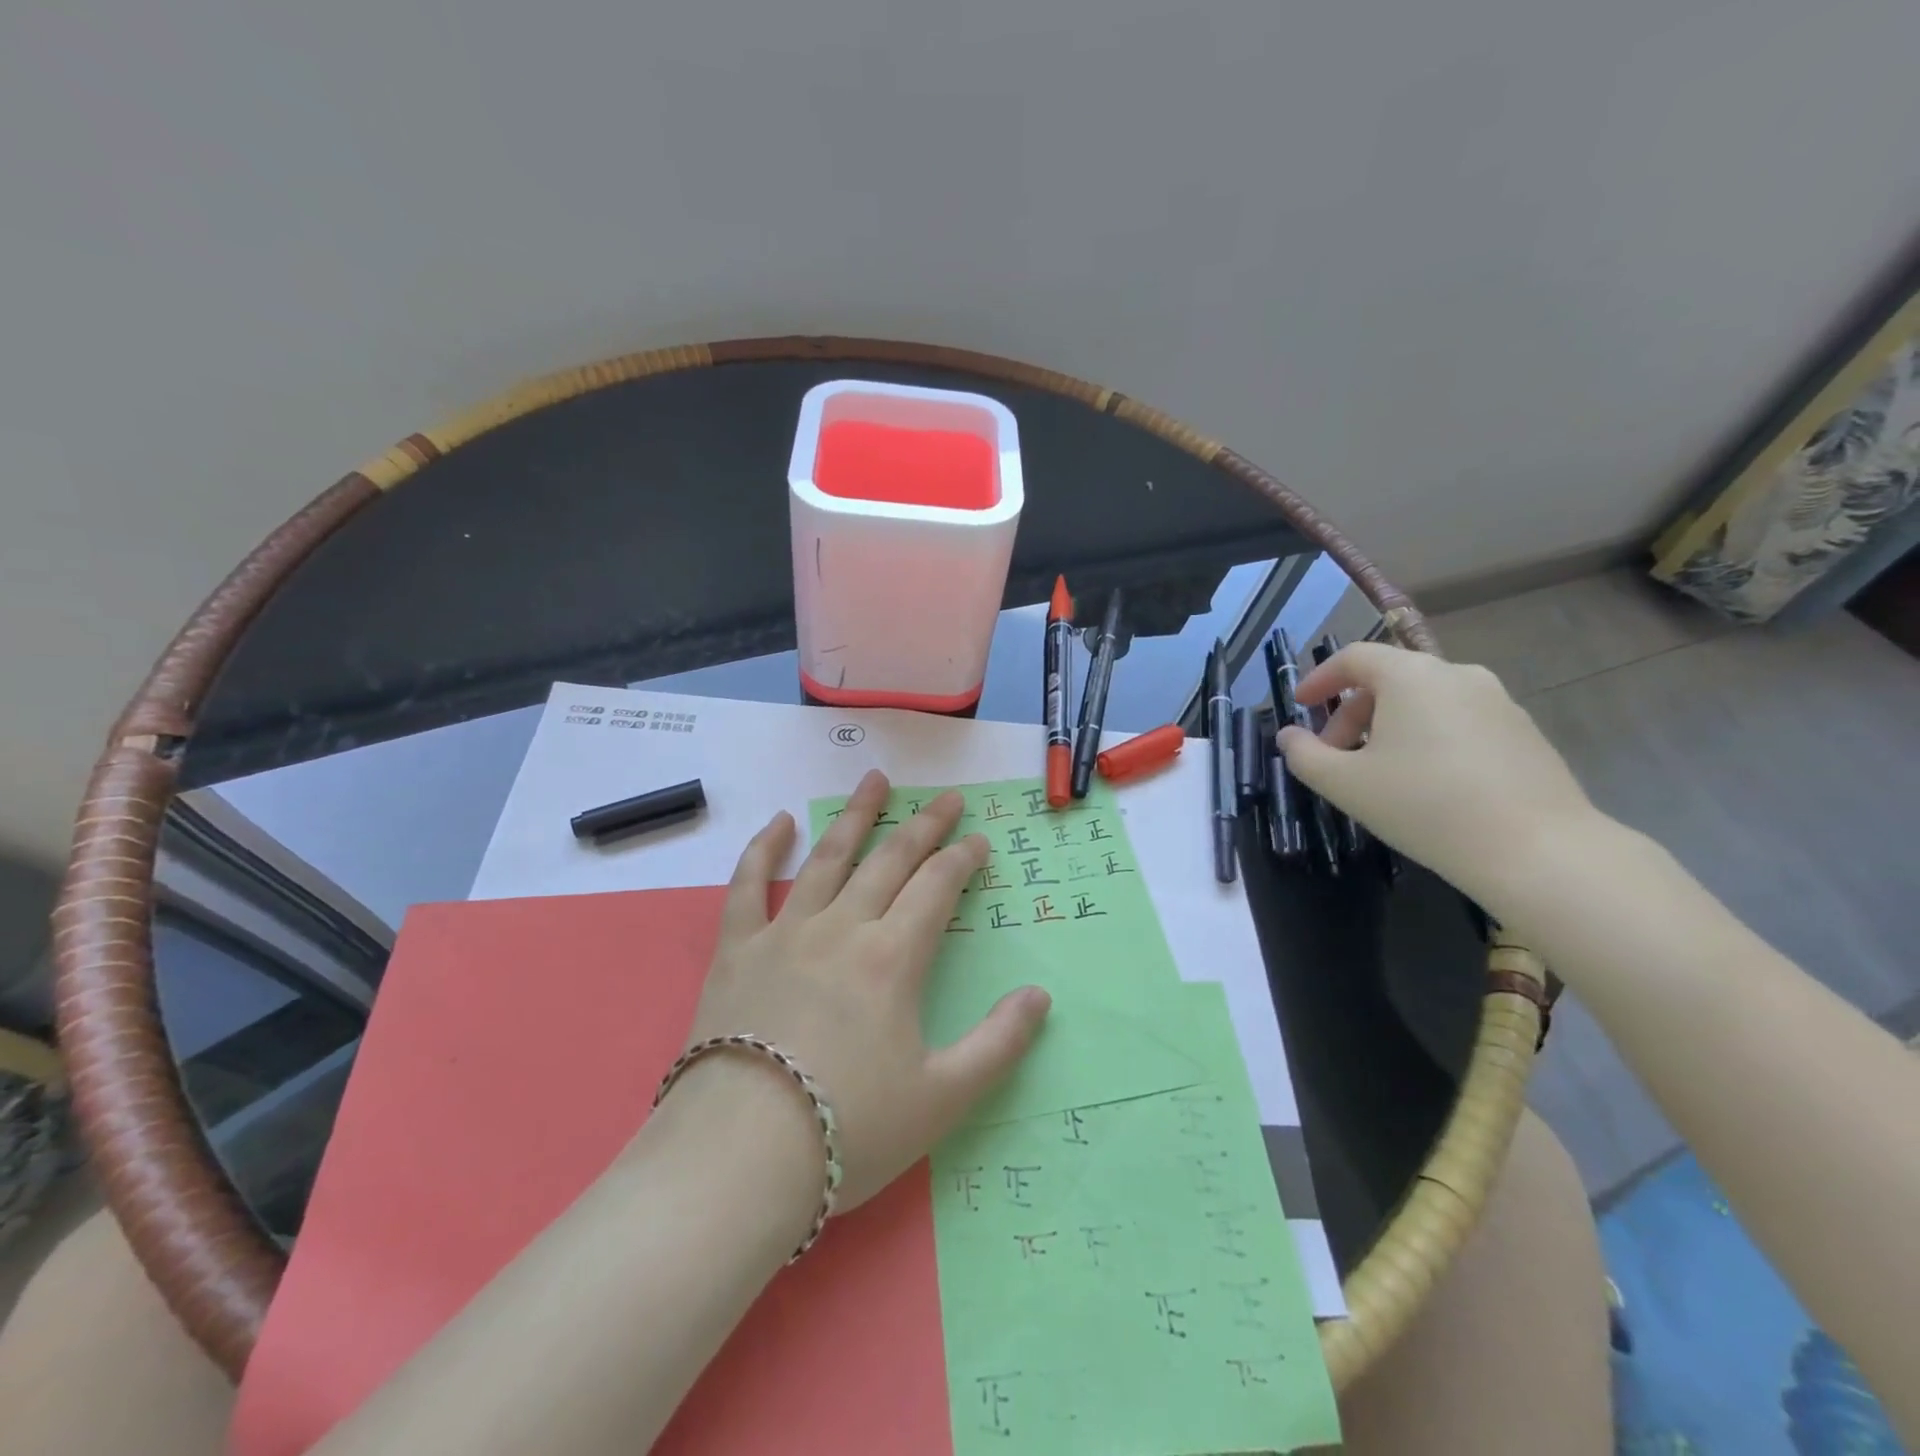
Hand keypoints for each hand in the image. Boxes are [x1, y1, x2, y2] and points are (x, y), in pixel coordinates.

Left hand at [679, 770, 1050, 1211]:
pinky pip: (749, 885)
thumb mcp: (942, 1097)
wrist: (740, 1157)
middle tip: (947, 798)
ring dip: (856, 815)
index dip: (962, 859)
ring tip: (876, 779)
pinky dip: (765, 849)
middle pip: (890, 860)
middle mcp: (842, 928)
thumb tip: (1040, 996)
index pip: (937, 888)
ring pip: (828, 857)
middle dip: (924, 826)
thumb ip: (999, 1044)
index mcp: (892, 958)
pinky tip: (779, 822)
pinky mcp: (737, 949)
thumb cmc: (849, 1128)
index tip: (979, 840)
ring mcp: (785, 932)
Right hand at [1278, 643, 1597, 911]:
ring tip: (1378, 773)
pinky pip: (1458, 721)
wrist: (1537, 850)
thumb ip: (1304, 755)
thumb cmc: (1425, 806)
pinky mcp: (1524, 732)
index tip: (1300, 706)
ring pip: (1425, 702)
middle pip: (1389, 679)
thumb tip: (1288, 736)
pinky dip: (1428, 739)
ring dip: (1389, 727)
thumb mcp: (1344, 784)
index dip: (1320, 678)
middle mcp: (1457, 674)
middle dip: (1351, 714)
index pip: (1354, 657)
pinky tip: (1427, 784)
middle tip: (1335, 757)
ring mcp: (1498, 702)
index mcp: (1411, 676)